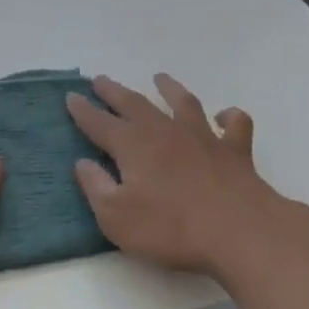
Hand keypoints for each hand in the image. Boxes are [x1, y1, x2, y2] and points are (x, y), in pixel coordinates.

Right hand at [66, 73, 308, 280]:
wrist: (238, 230)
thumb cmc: (170, 228)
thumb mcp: (117, 217)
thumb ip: (96, 187)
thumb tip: (82, 163)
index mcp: (132, 145)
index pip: (99, 123)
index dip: (83, 110)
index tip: (70, 96)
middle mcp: (164, 131)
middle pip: (134, 104)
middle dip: (114, 92)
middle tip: (100, 79)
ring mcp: (203, 136)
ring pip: (183, 103)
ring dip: (169, 89)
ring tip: (160, 79)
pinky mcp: (234, 150)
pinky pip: (233, 124)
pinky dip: (228, 116)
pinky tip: (224, 116)